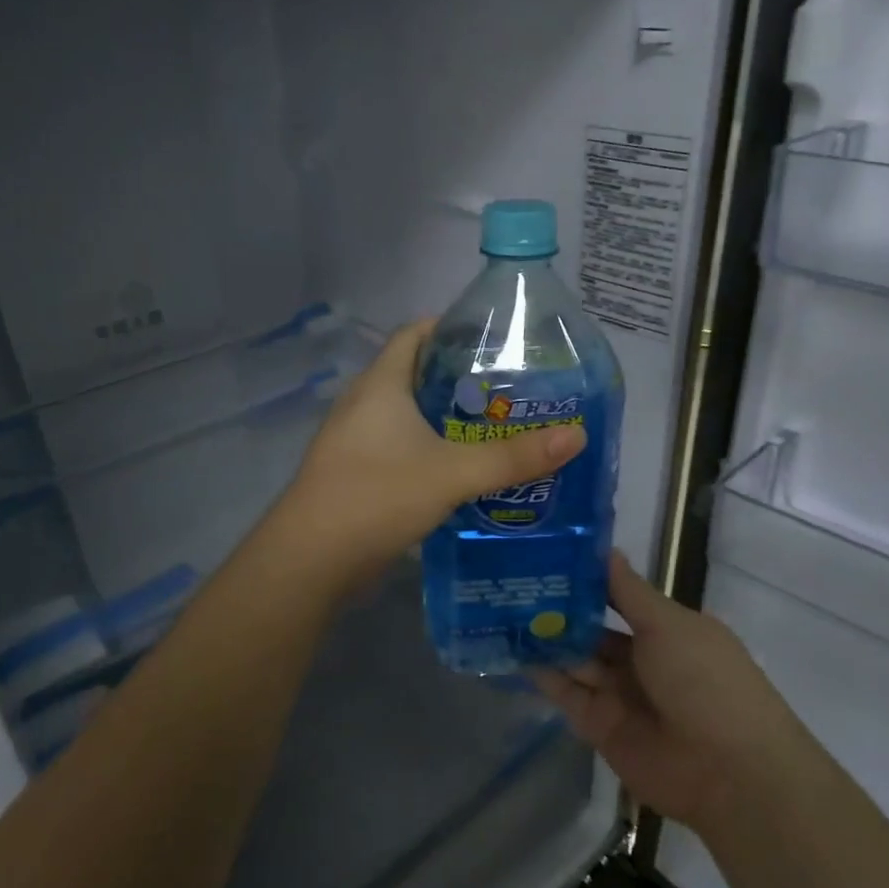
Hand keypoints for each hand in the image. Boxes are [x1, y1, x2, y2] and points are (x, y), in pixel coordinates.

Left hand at [276, 320, 585, 587]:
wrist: (312, 559)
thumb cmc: (377, 496)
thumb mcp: (453, 473)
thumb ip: (513, 457)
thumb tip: (576, 435)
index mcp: (380, 385)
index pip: (414, 334)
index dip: (451, 328)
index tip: (496, 339)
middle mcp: (364, 405)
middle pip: (415, 374)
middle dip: (461, 378)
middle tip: (511, 388)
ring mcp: (356, 441)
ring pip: (409, 416)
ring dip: (447, 418)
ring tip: (497, 426)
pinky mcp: (358, 474)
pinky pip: (401, 448)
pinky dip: (432, 449)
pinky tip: (464, 469)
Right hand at [536, 553, 792, 833]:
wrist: (727, 771)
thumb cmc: (704, 680)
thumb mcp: (668, 624)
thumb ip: (628, 591)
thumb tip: (605, 549)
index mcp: (666, 629)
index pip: (618, 597)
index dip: (586, 578)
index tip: (546, 554)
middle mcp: (642, 659)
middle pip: (592, 628)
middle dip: (558, 608)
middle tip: (511, 580)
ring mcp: (619, 694)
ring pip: (575, 659)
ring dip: (545, 637)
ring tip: (501, 607)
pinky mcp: (599, 726)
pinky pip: (566, 694)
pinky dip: (542, 674)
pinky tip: (512, 649)